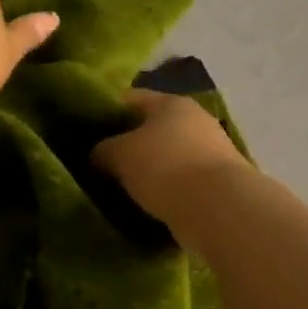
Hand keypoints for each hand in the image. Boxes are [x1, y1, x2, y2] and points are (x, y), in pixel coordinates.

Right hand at [92, 89, 249, 223]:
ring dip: (149, 170)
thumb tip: (100, 155)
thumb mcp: (118, 154)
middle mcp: (195, 120)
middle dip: (129, 143)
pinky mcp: (220, 183)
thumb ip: (102, 150)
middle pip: (152, 127)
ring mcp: (212, 151)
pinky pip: (182, 182)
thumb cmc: (164, 167)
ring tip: (123, 188)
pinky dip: (167, 191)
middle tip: (102, 163)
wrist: (219, 210)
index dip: (106, 110)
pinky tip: (148, 204)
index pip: (130, 98)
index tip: (87, 130)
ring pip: (168, 156)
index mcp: (171, 102)